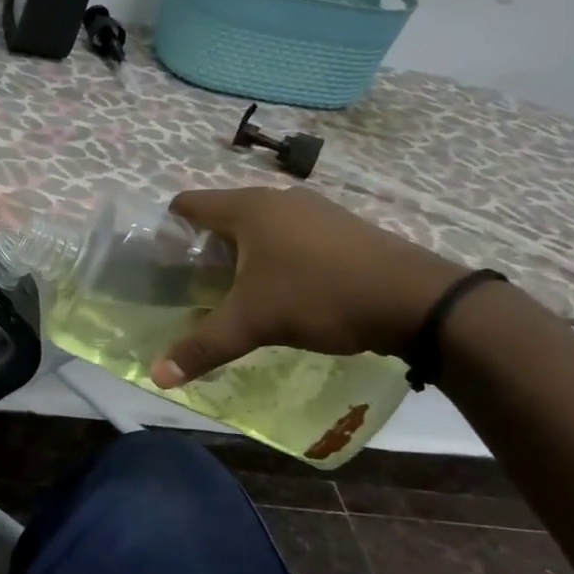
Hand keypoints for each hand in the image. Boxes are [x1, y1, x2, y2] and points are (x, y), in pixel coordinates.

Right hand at [150, 185, 466, 387]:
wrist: (417, 300)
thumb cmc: (320, 296)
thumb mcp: (254, 323)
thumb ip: (203, 346)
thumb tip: (156, 376)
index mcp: (248, 208)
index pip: (187, 204)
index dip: (167, 230)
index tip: (161, 265)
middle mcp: (278, 198)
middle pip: (222, 216)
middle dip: (203, 248)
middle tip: (193, 287)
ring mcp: (315, 210)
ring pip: (259, 226)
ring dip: (242, 254)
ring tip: (235, 293)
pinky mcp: (342, 228)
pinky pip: (291, 235)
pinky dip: (275, 256)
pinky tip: (284, 290)